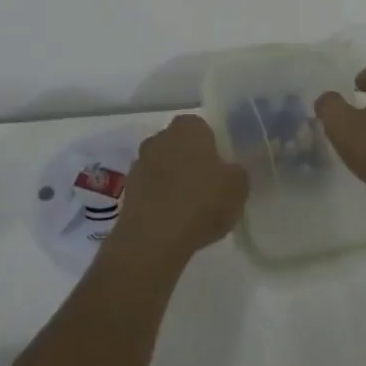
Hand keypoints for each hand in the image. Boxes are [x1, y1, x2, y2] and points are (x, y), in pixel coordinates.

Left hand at [108, 115, 249, 273]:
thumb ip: (237, 173)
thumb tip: (230, 172)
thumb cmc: (202, 201)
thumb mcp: (238, 186)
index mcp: (188, 126)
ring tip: (190, 212)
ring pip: (163, 168)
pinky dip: (160, 202)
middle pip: (180, 147)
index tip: (221, 172)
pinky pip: (151, 191)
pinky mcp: (127, 191)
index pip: (203, 129)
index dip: (213, 150)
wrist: (154, 238)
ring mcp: (139, 163)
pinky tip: (172, 223)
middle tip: (207, 190)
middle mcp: (160, 137)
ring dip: (173, 183)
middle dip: (190, 163)